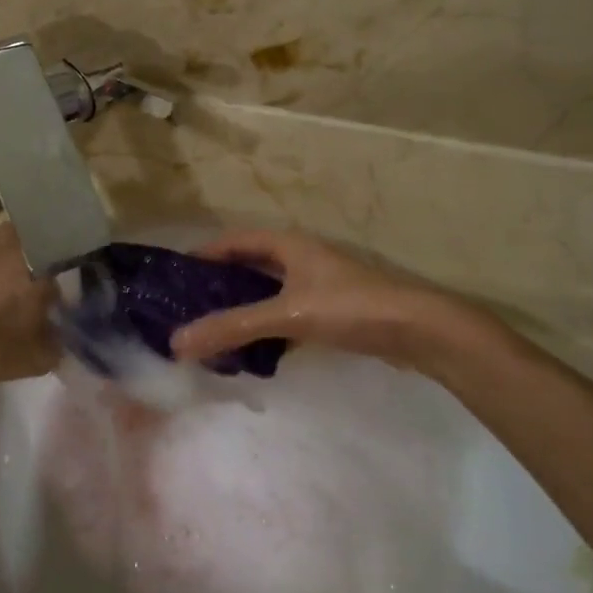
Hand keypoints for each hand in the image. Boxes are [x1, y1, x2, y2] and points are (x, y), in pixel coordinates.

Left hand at [0, 225, 58, 387]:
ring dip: (12, 259)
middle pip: (38, 240)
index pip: (68, 251)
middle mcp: (10, 240)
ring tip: (9, 288)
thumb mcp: (38, 357)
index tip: (70, 286)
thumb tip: (62, 329)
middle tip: (41, 286)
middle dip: (42, 258)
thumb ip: (60, 339)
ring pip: (7, 243)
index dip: (72, 268)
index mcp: (38, 259)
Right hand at [170, 229, 490, 370]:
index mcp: (287, 245)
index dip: (204, 254)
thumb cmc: (350, 308)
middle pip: (248, 266)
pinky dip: (265, 329)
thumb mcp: (286, 315)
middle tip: (186, 308)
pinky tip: (252, 351)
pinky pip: (285, 315)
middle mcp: (300, 258)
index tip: (174, 275)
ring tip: (211, 331)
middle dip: (219, 285)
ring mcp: (317, 285)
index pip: (233, 240)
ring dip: (241, 309)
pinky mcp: (330, 312)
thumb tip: (176, 343)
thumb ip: (232, 328)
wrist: (417, 330)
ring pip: (267, 293)